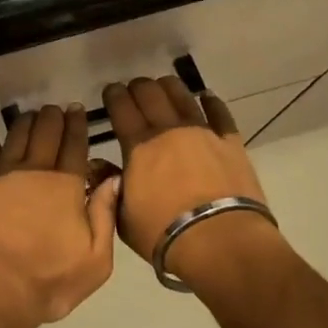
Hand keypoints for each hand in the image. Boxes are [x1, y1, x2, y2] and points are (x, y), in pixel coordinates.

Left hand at [0, 105, 121, 327]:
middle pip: (44, 135)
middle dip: (52, 118)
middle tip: (55, 109)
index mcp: (65, 186)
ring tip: (30, 116)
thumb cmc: (49, 280)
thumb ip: (105, 215)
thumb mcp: (95, 260)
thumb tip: (113, 179)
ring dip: (24, 125)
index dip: (77, 126)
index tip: (77, 110)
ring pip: (14, 140)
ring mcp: (0, 179)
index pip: (74, 146)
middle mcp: (33, 172)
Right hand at [101, 76, 277, 282]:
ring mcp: (202, 132)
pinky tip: (206, 97)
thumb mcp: (123, 217)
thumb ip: (108, 185)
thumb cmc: (163, 233)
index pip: (121, 107)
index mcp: (138, 145)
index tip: (110, 91)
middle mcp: (168, 130)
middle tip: (133, 90)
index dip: (113, 95)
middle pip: (150, 93)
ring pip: (182, 96)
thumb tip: (96, 164)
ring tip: (163, 86)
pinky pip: (220, 113)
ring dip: (169, 87)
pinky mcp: (231, 142)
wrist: (220, 241)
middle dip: (138, 87)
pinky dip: (211, 102)